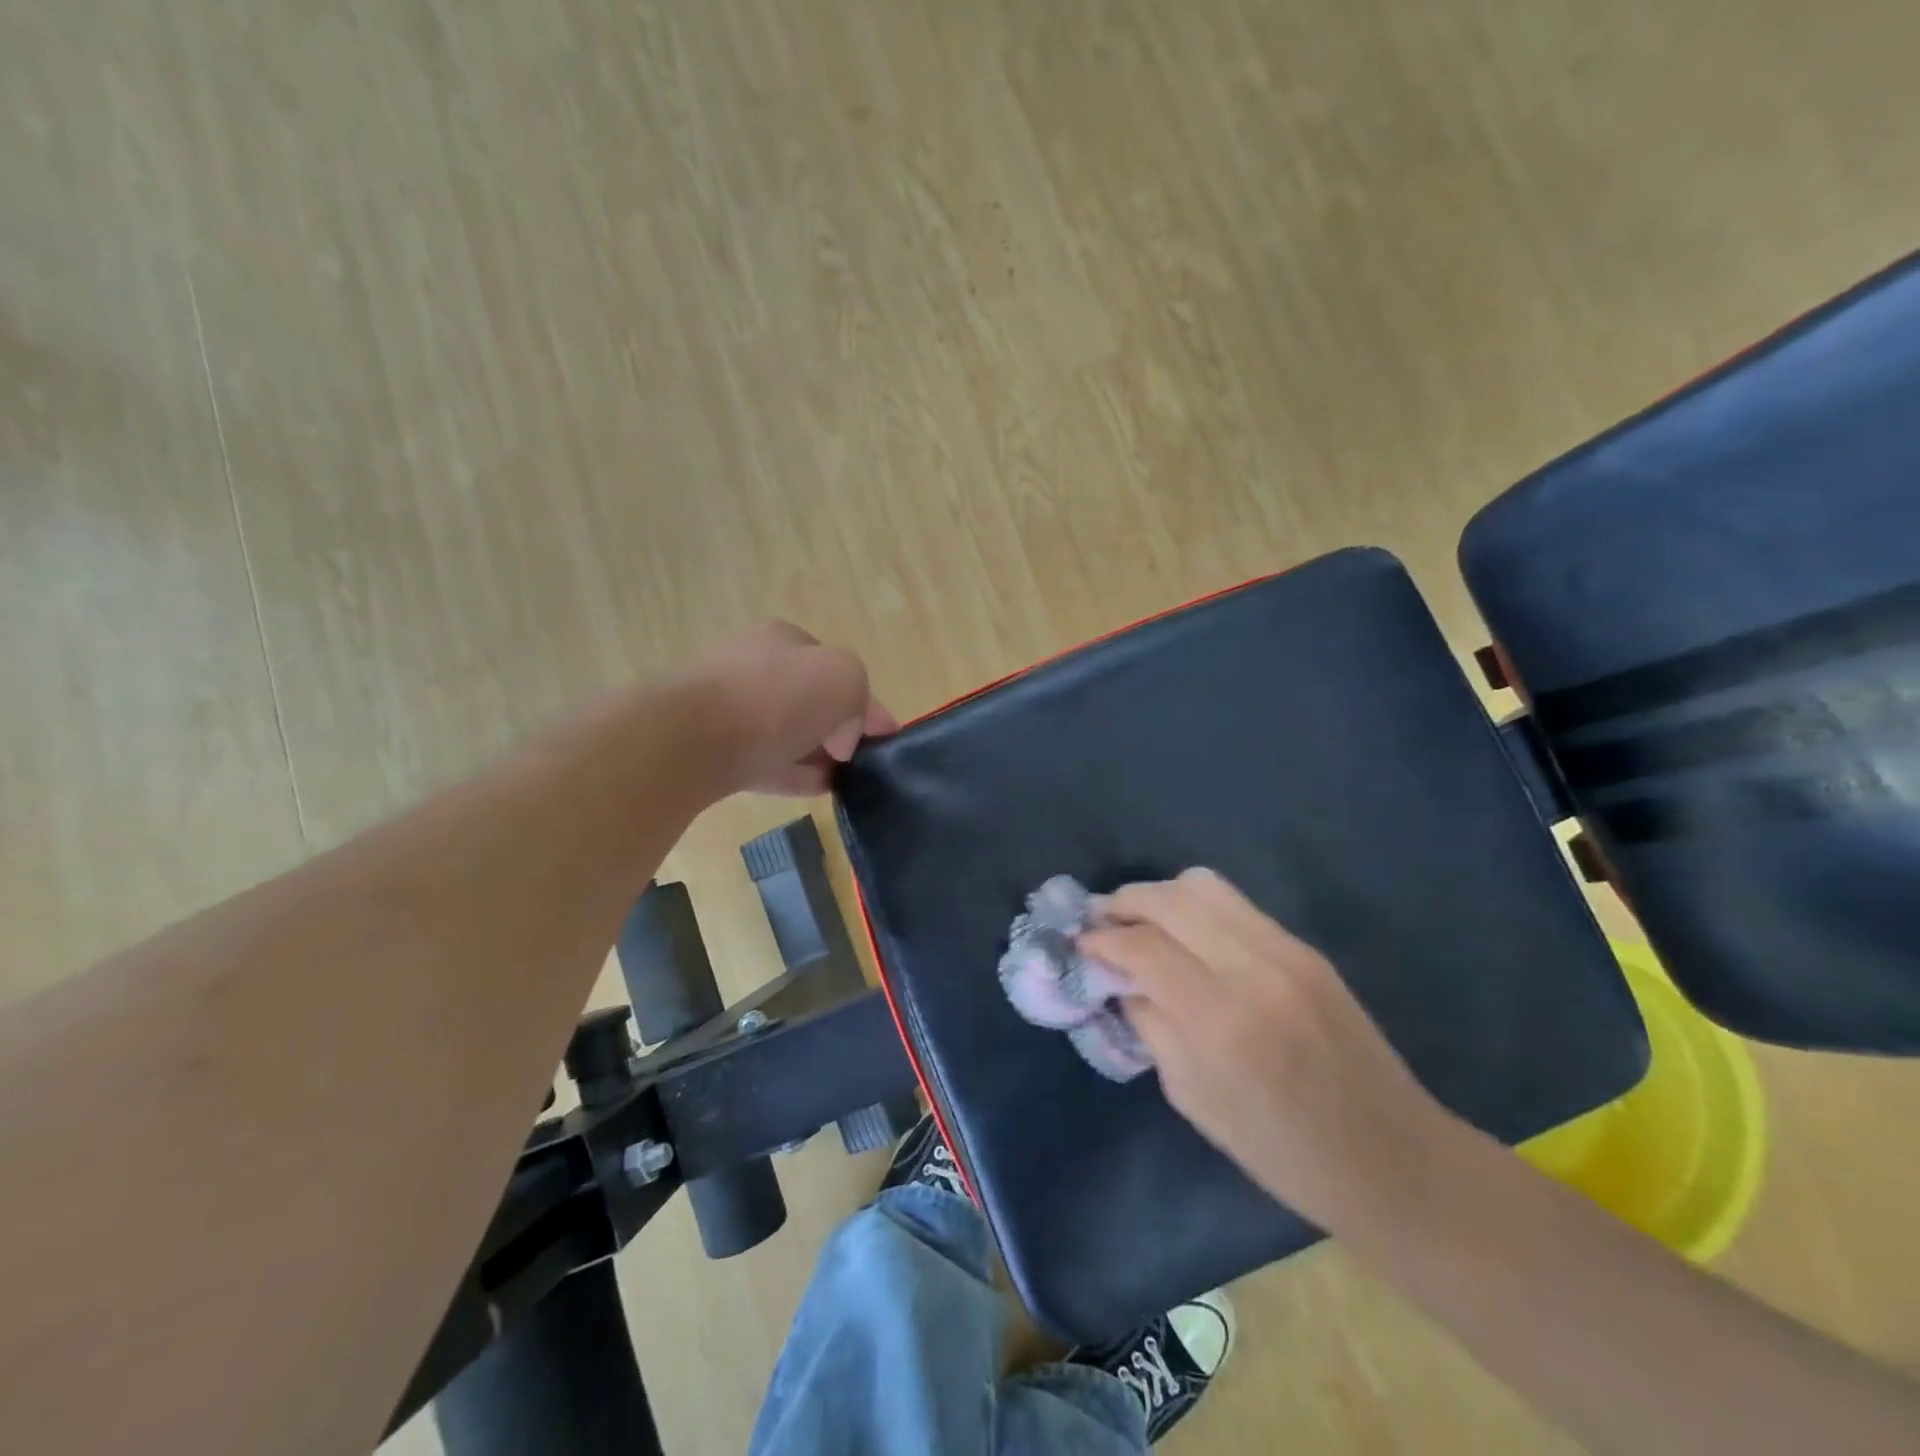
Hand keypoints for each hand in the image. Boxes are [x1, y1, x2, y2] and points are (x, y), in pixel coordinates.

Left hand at [690, 621, 897, 795]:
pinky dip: (792, 774)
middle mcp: (753, 666)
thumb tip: (841, 737)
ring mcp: (727, 708)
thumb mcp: (843, 678)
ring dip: (816, 753)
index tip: (887, 738)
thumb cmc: (774, 698)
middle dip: (838, 727)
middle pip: (809, 699)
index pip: (836, 667)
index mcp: (784, 639)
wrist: (689, 739)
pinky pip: (764, 761)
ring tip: (843, 779)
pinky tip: (815, 789)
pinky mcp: (711, 749)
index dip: (867, 702)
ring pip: (786, 732)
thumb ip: (858, 699)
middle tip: (861, 758)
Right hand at [1081, 869, 1448, 1228]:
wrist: (1392, 1159)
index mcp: (1220, 1019)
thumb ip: (1150, 1025)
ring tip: (1142, 922)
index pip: (1141, 946)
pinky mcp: (1306, 949)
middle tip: (1103, 923)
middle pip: (1170, 897)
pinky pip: (1236, 907)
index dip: (1102, 939)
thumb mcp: (1192, 1098)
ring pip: (1204, 886)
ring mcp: (1287, 952)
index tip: (1081, 944)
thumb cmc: (1281, 1151)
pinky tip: (1188, 938)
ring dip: (1161, 896)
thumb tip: (1119, 978)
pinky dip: (1198, 910)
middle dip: (1125, 902)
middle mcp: (1253, 968)